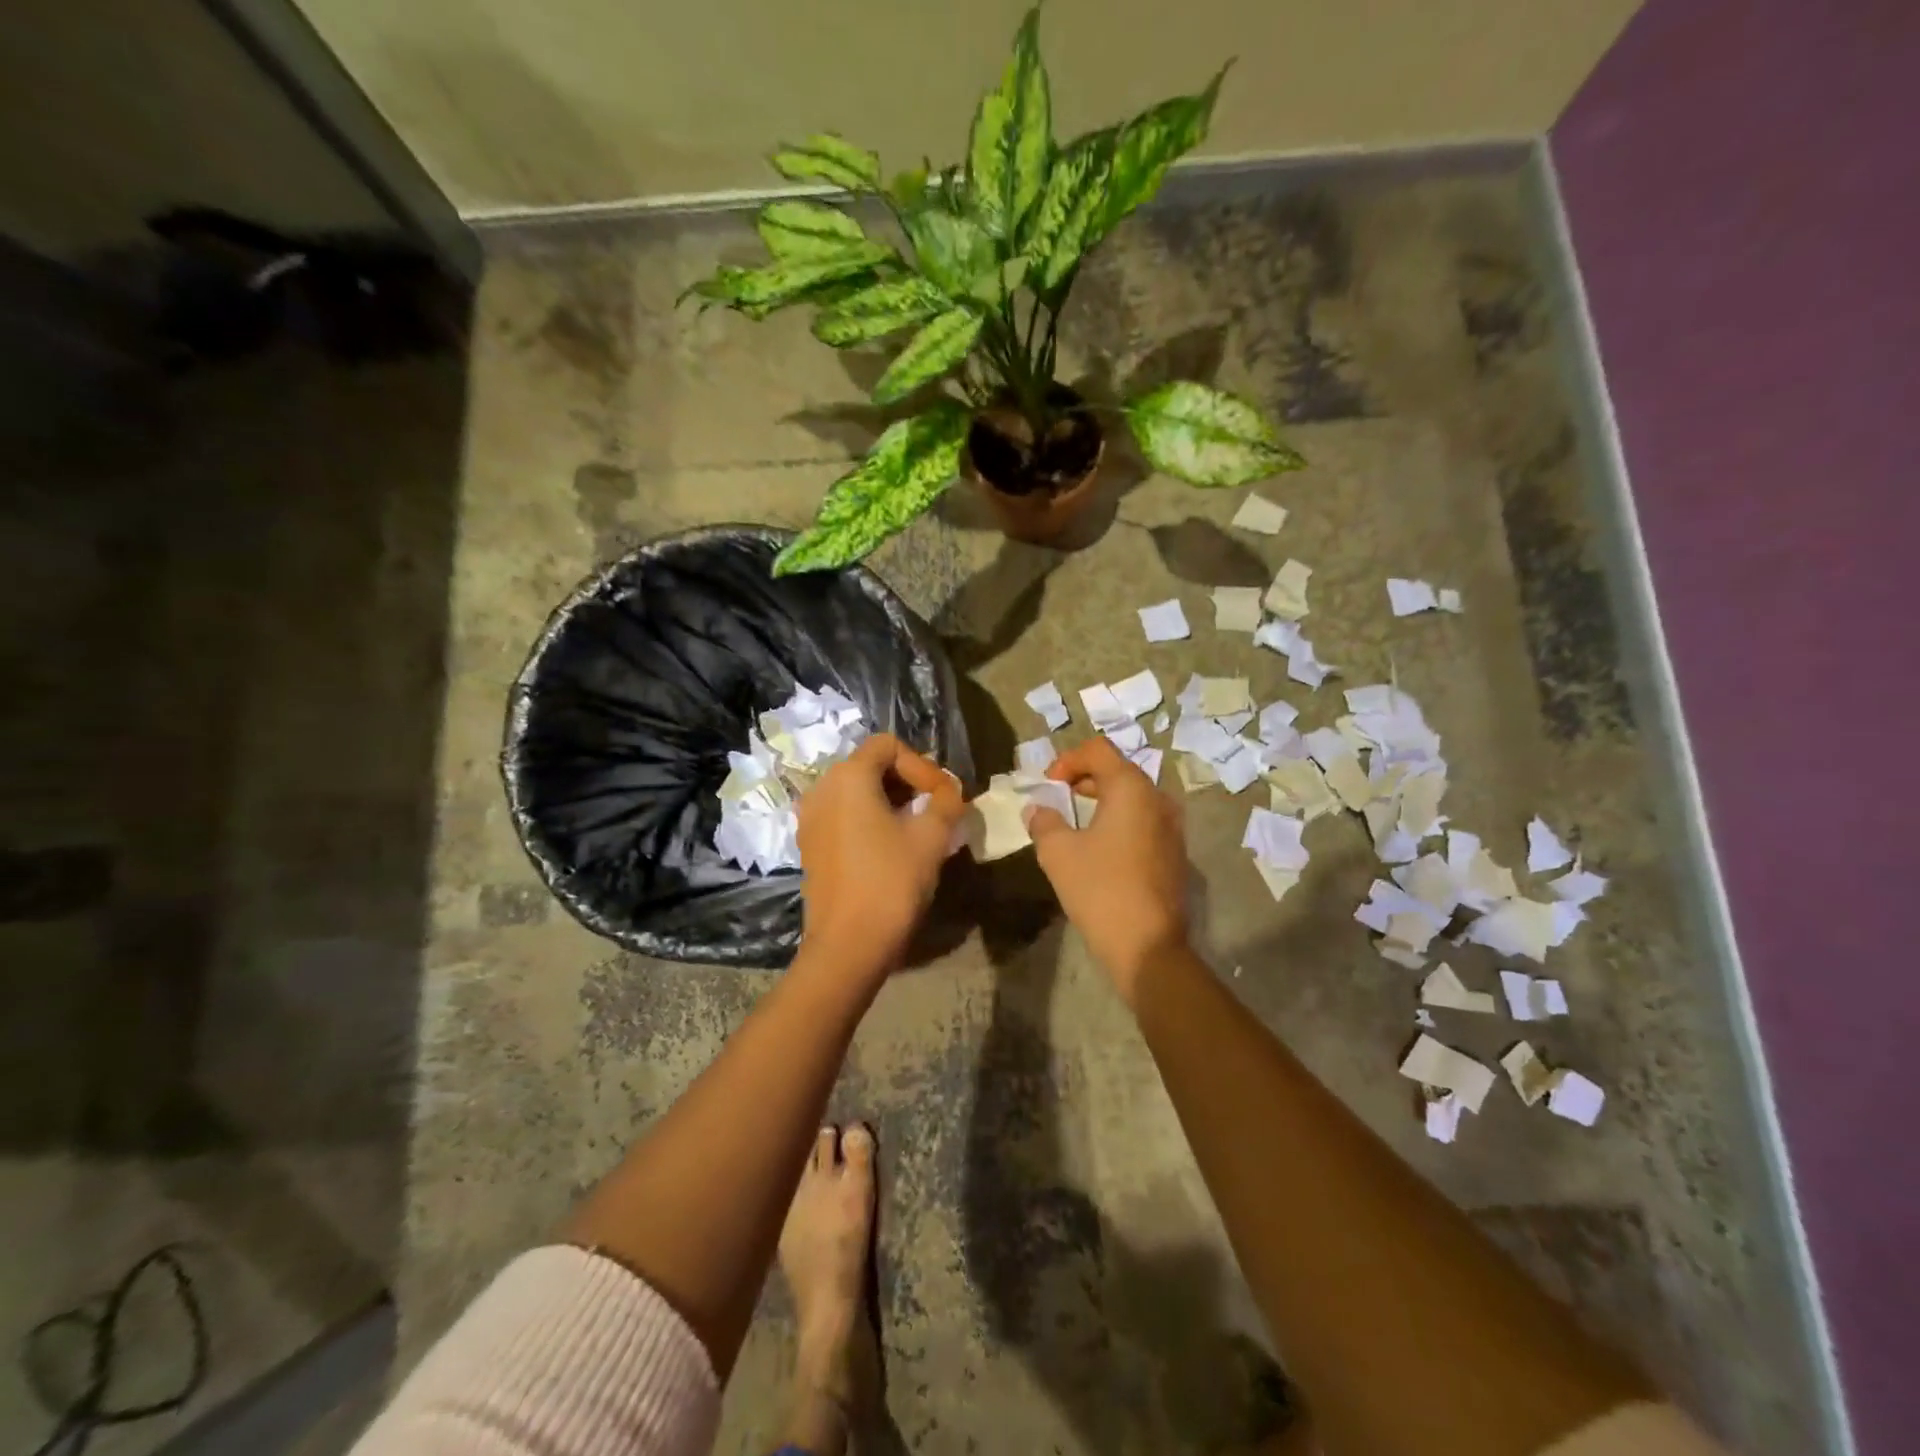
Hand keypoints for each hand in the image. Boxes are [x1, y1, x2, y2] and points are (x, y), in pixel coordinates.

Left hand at [797, 734, 962, 981]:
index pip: (888, 745)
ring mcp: (810, 819)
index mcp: (848, 777)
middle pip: (869, 765)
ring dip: (889, 800)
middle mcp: (821, 789)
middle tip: (935, 807)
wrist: (848, 945)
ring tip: (917, 827)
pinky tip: (890, 846)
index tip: (942, 795)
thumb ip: (946, 801)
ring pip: (855, 792)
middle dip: (907, 781)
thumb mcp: (932, 837)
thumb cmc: (892, 881)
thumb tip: (949, 790)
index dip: (921, 764)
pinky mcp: (809, 846)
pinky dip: (868, 819)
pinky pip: (842, 816)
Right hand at [1024, 737, 1190, 1003]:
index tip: (1047, 786)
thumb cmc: (1100, 889)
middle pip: (1118, 770)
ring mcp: (1172, 827)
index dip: (1067, 760)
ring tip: (1074, 824)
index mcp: (1132, 788)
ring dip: (1102, 801)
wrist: (1148, 946)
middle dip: (1083, 779)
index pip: (1098, 750)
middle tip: (1056, 800)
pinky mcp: (1175, 853)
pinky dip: (1119, 822)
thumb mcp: (1058, 852)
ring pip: (1132, 797)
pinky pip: (1143, 821)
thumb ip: (1044, 821)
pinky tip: (1099, 848)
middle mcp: (1158, 799)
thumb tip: (1038, 810)